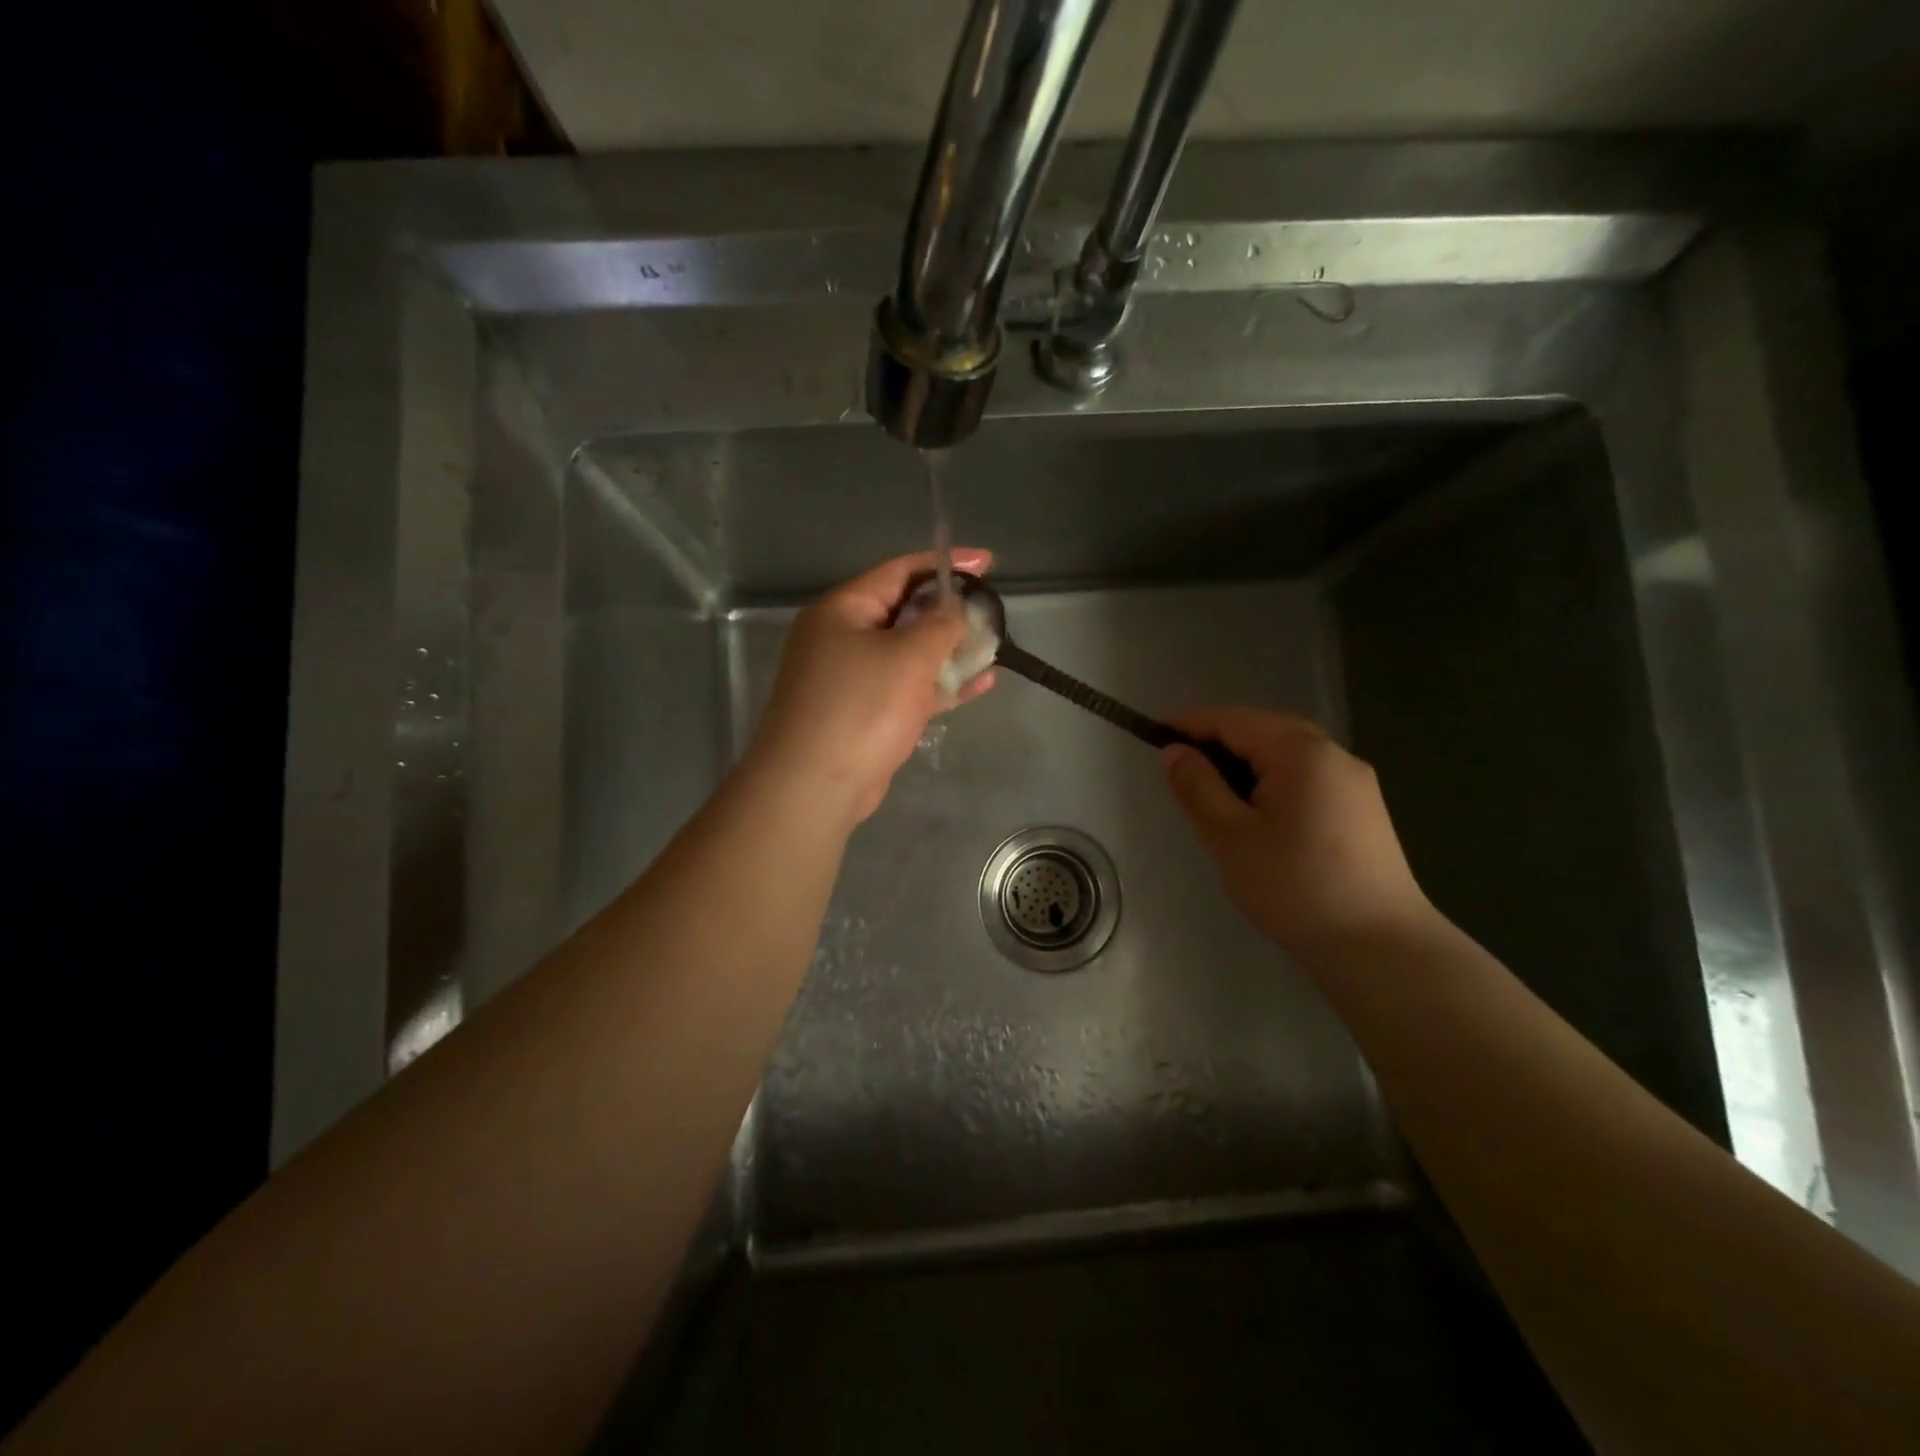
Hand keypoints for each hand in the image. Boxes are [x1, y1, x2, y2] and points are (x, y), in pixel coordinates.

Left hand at [745, 550, 996, 824]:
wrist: (814, 786)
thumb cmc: (861, 708)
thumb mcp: (908, 656)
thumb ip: (940, 624)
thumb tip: (955, 609)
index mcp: (843, 610)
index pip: (899, 571)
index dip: (945, 564)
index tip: (987, 563)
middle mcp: (842, 638)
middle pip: (904, 612)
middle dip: (949, 612)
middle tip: (990, 612)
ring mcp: (852, 679)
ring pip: (908, 653)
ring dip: (949, 651)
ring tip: (992, 647)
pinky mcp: (864, 714)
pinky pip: (908, 688)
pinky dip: (939, 685)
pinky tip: (979, 684)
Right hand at [1162, 707, 1432, 956]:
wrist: (1380, 948)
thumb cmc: (1295, 887)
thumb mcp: (1230, 837)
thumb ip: (1198, 787)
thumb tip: (1175, 752)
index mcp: (1301, 752)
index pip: (1235, 720)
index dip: (1191, 724)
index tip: (1154, 735)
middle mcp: (1334, 755)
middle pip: (1265, 730)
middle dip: (1220, 741)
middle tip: (1182, 767)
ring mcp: (1355, 783)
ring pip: (1288, 755)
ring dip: (1247, 762)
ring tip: (1213, 792)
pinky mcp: (1364, 811)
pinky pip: (1307, 778)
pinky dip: (1273, 781)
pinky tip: (1258, 814)